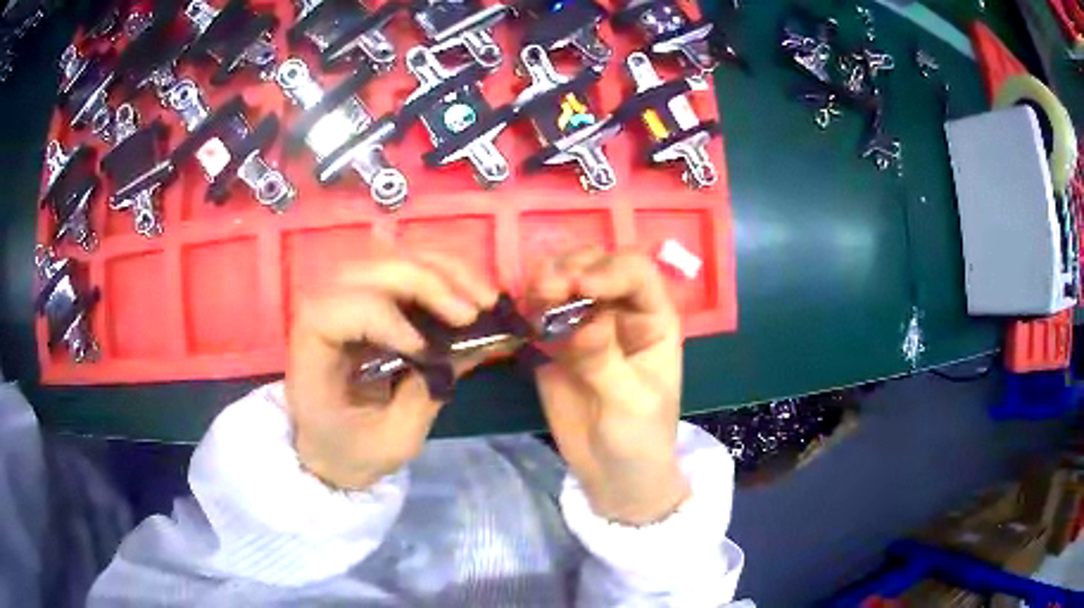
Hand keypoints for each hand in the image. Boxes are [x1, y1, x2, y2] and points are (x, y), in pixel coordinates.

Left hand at [285, 255, 497, 490]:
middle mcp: (322, 312)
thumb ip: (422, 396)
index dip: (380, 318)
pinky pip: (406, 270)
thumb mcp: (390, 441)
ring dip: (443, 271)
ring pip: (391, 259)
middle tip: (473, 312)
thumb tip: (467, 350)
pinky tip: (473, 292)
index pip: (334, 310)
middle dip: (426, 283)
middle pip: (367, 271)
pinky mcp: (369, 297)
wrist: (330, 447)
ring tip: (485, 299)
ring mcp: (346, 298)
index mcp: (310, 352)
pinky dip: (444, 275)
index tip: (425, 350)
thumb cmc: (351, 450)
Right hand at [529, 249, 688, 524]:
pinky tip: (523, 315)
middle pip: (596, 266)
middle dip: (571, 268)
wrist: (612, 474)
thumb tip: (586, 323)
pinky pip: (540, 313)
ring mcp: (585, 324)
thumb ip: (607, 361)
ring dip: (546, 280)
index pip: (636, 273)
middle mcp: (619, 311)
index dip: (610, 271)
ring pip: (565, 280)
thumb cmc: (640, 438)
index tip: (581, 287)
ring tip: (532, 299)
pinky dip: (529, 306)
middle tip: (546, 290)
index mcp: (653, 319)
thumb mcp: (631, 402)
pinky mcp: (554, 343)